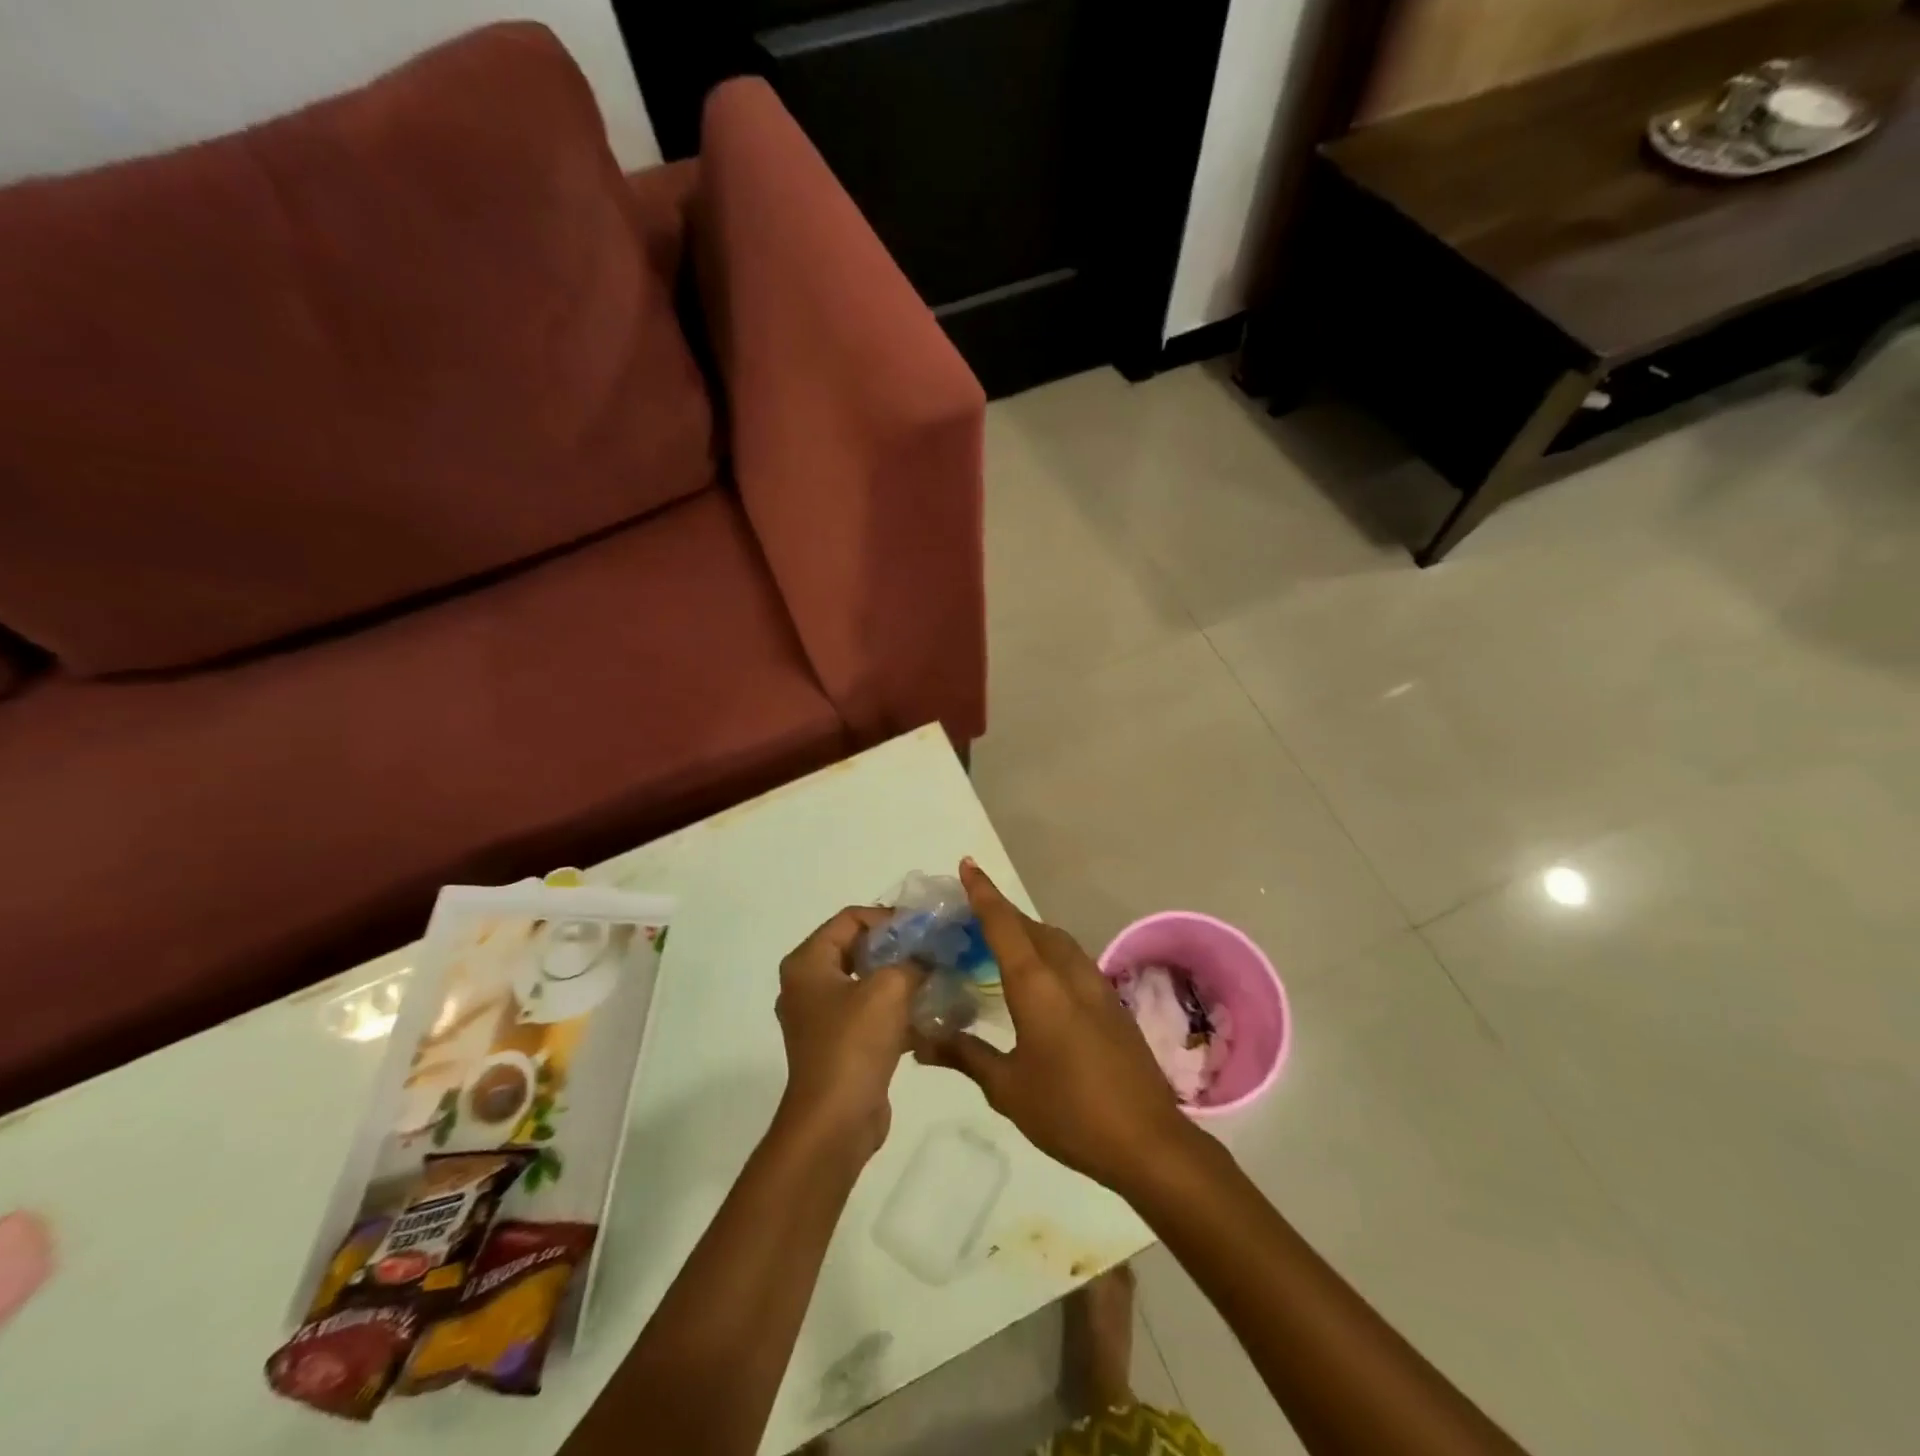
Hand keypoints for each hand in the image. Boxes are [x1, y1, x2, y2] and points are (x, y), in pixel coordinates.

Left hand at [775, 907, 917, 1159]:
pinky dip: (897, 1011)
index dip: (888, 917)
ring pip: (867, 983)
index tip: (924, 928)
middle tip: (935, 950)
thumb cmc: (854, 1044)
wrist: (835, 1123)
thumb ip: (913, 960)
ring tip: (939, 978)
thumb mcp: (890, 989)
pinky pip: (870, 1015)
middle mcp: (808, 985)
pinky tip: (932, 1013)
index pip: (850, 919)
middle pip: (858, 949)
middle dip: (899, 948)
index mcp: (808, 963)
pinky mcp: (839, 1046)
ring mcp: (822, 1018)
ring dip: (902, 980)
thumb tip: (930, 955)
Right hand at [913, 861, 1193, 1192]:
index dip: (983, 893)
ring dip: (1029, 932)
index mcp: (1037, 985)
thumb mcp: (1007, 1088)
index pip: (1004, 925)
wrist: (1147, 1140)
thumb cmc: (1069, 1112)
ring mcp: (1096, 986)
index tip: (967, 865)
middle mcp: (1068, 973)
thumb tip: (921, 1039)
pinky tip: (1040, 980)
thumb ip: (965, 1055)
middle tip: (970, 915)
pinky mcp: (1112, 1003)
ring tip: (1002, 943)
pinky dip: (1049, 952)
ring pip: (1057, 941)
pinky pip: (1072, 959)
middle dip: (1002, 913)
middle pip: (1031, 927)